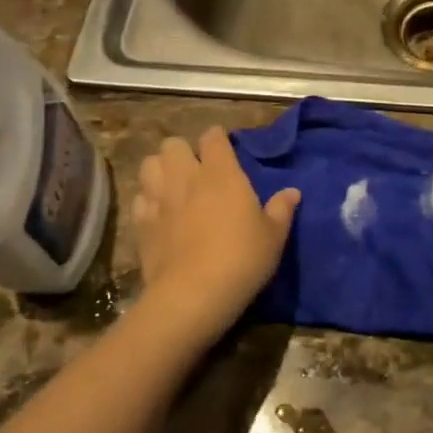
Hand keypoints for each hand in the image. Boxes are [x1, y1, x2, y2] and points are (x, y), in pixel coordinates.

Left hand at [131, 127, 299, 348]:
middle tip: (196, 169)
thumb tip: (293, 192)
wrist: (193, 295)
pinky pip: (139, 198)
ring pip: (149, 164)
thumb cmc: (242, 259)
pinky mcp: (141, 224)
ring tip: (173, 185)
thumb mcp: (273, 236)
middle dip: (183, 151)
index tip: (224, 147)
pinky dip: (147, 199)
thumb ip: (281, 210)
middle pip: (173, 144)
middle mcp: (186, 178)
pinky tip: (159, 213)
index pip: (213, 138)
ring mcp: (159, 200)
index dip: (217, 138)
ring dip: (160, 169)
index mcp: (221, 174)